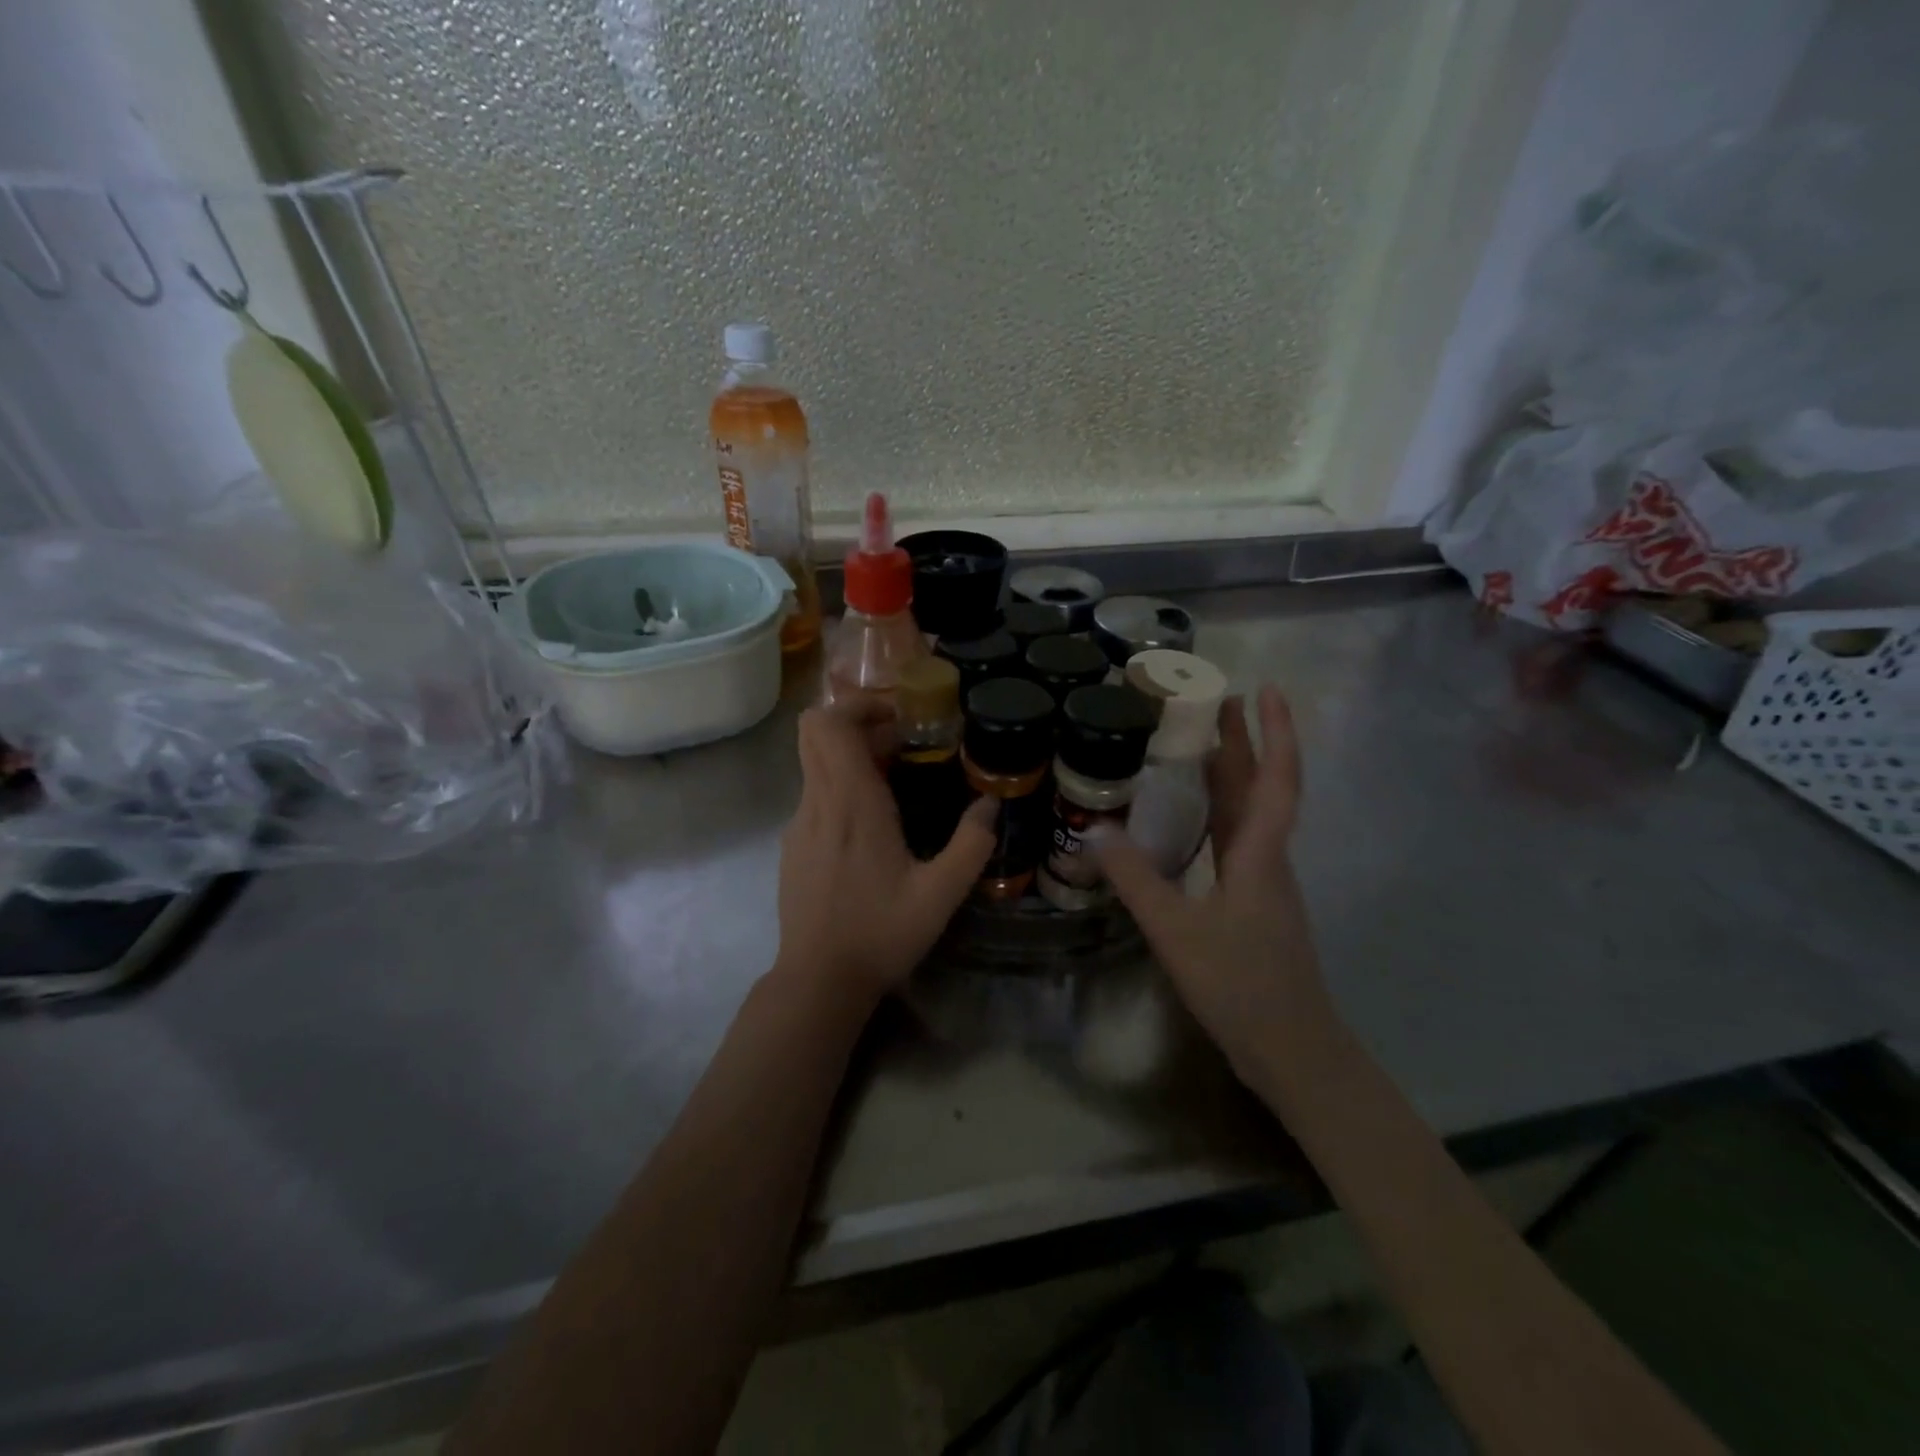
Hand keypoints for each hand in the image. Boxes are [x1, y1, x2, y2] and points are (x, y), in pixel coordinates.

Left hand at [776, 705, 994, 998]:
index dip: (858, 705)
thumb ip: (972, 844)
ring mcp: (798, 826)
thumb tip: (991, 803)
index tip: (898, 717)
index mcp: (852, 803)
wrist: (818, 981)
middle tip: (899, 743)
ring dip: (851, 758)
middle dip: (855, 723)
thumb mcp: (941, 894)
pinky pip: (814, 797)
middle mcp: (817, 803)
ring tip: (895, 785)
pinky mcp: (792, 848)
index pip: (829, 724)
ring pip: (815, 765)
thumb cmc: (880, 933)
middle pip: (814, 732)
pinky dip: (840, 790)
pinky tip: (871, 828)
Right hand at [1092, 687, 1333, 1077]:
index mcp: (1259, 854)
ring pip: (1250, 813)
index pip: (1275, 779)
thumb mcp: (1177, 931)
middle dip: (1244, 740)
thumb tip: (1094, 831)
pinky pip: (1236, 840)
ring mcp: (1263, 881)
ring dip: (1232, 774)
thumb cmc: (1241, 985)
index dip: (1274, 731)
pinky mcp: (1253, 902)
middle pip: (1260, 786)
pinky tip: (1192, 819)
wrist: (1292, 1050)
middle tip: (1215, 700)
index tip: (1266, 689)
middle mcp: (1267, 858)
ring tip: (1199, 745)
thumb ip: (1136, 880)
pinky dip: (1218, 813)